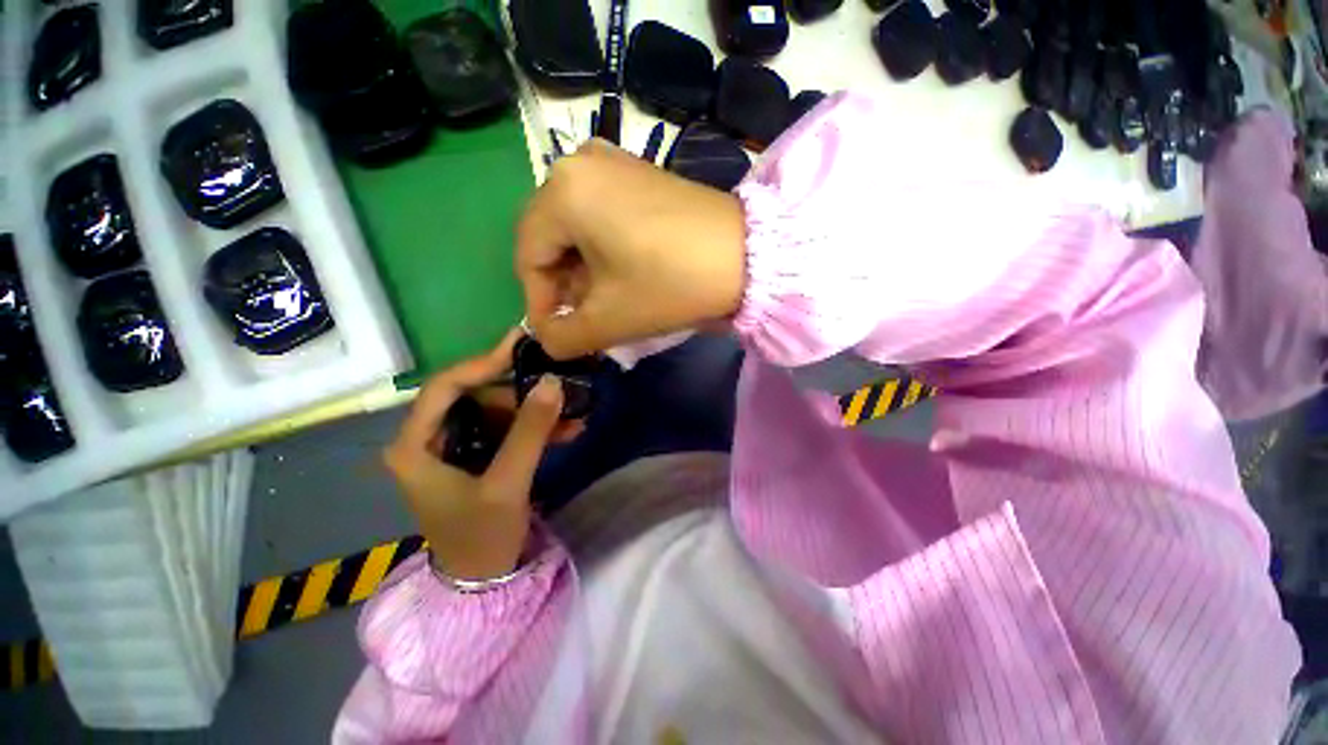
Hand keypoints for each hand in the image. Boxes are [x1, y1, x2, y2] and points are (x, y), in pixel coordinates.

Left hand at [383, 331, 565, 580]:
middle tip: (559, 386)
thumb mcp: (507, 484)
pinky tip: (566, 429)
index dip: (483, 364)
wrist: (482, 581)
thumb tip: (554, 381)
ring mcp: (454, 447)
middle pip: (475, 397)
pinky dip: (534, 428)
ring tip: (574, 415)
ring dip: (535, 412)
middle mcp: (429, 439)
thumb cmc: (481, 537)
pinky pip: (505, 430)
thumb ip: (530, 431)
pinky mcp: (476, 455)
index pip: (444, 387)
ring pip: (496, 412)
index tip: (522, 349)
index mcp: (415, 446)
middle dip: (520, 394)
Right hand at [516, 139, 746, 359]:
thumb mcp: (610, 319)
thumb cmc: (671, 283)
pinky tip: (622, 273)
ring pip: (576, 227)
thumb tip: (547, 338)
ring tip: (605, 301)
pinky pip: (600, 214)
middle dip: (563, 286)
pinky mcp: (638, 172)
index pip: (529, 256)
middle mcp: (580, 163)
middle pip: (551, 239)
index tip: (558, 333)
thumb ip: (563, 338)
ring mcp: (612, 162)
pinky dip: (602, 248)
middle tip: (583, 319)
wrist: (748, 256)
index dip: (539, 302)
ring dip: (583, 270)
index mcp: (563, 190)